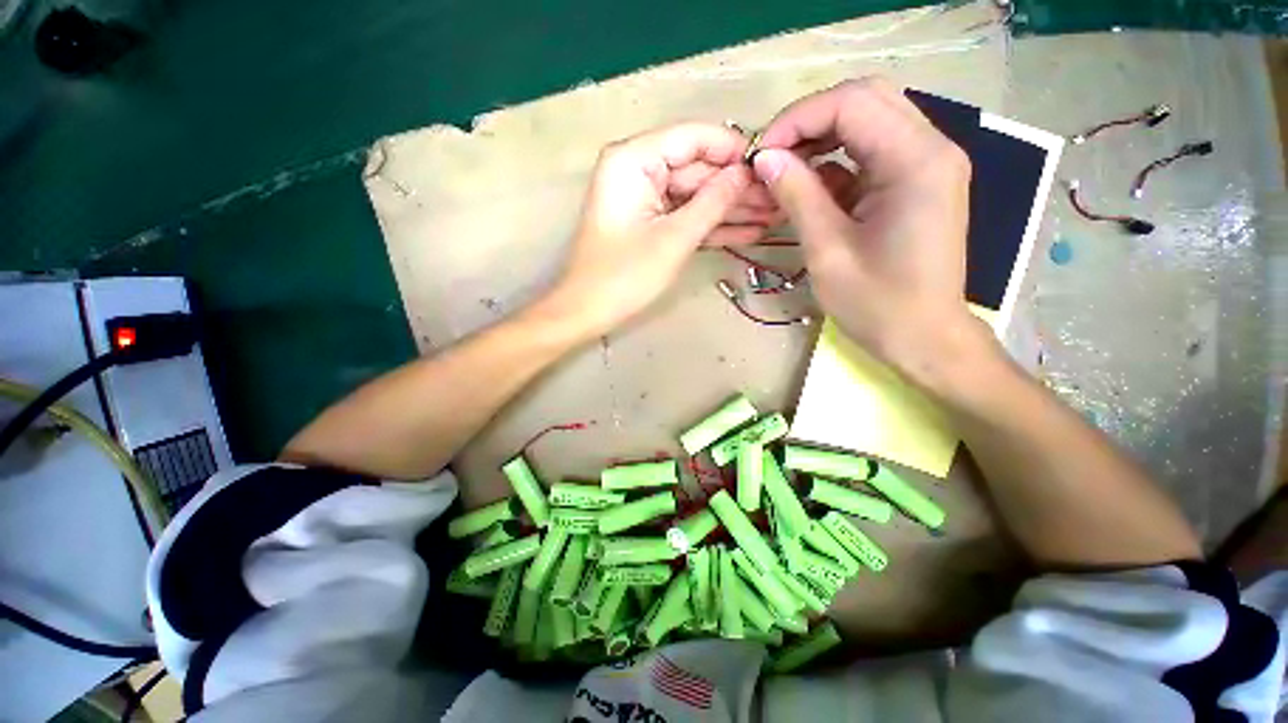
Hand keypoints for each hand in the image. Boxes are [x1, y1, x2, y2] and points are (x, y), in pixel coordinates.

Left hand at [547, 122, 778, 335]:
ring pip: (696, 195)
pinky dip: (713, 225)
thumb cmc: (624, 277)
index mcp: (634, 159)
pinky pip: (686, 215)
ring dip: (731, 208)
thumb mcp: (674, 238)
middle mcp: (638, 169)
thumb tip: (747, 172)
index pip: (693, 137)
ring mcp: (645, 197)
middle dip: (737, 187)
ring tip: (773, 217)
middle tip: (779, 200)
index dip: (733, 150)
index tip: (771, 166)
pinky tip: (749, 232)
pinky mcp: (650, 222)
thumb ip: (713, 202)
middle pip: (698, 168)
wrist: (588, 312)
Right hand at [752, 78, 987, 380]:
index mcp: (917, 162)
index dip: (798, 119)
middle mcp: (932, 148)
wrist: (923, 338)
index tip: (760, 155)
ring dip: (820, 140)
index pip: (853, 102)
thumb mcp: (827, 251)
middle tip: (771, 159)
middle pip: (865, 100)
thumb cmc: (877, 304)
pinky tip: (809, 190)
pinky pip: (871, 152)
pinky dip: (835, 163)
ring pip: (868, 122)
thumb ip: (798, 196)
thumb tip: (763, 158)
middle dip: (809, 123)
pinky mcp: (917, 182)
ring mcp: (928, 164)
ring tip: (783, 174)